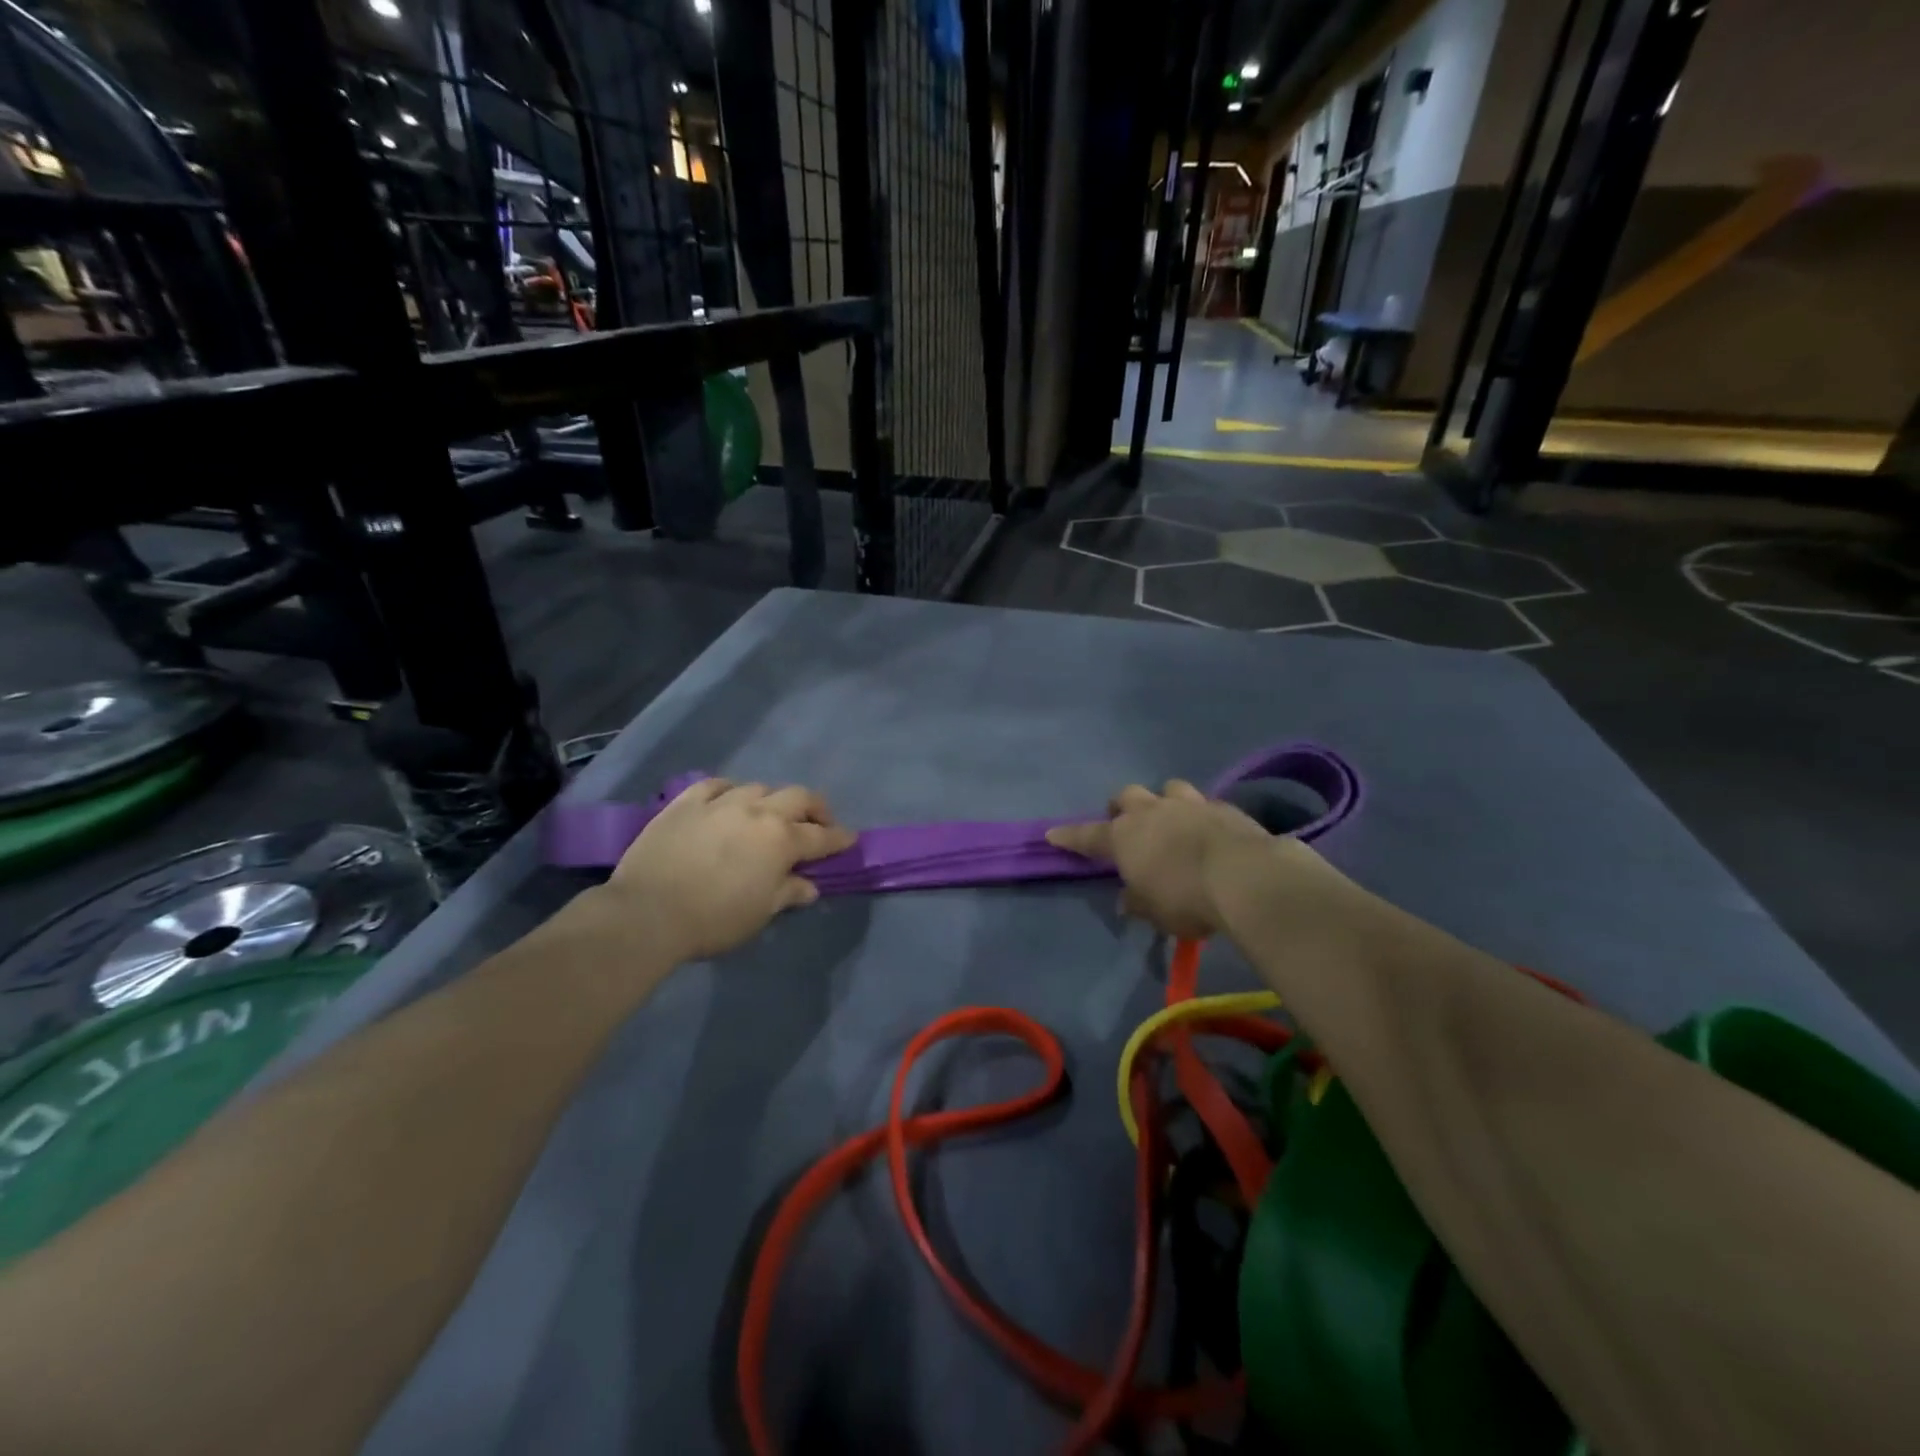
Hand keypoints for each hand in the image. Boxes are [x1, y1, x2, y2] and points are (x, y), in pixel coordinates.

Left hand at [607, 780, 856, 961]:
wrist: (648, 912)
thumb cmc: (714, 919)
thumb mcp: (760, 913)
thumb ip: (788, 893)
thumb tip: (809, 886)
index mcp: (782, 840)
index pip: (822, 836)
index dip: (840, 838)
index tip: (849, 839)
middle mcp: (758, 812)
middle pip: (798, 797)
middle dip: (815, 808)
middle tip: (818, 822)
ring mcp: (721, 802)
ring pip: (758, 787)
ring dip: (772, 800)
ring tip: (769, 814)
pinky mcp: (687, 802)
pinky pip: (716, 785)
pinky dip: (730, 791)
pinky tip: (728, 799)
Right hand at [1048, 780, 1330, 939]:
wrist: (1245, 876)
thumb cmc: (1186, 899)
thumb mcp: (1155, 912)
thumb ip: (1138, 902)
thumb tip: (1128, 898)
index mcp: (1125, 837)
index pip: (1087, 835)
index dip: (1070, 836)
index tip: (1053, 834)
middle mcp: (1152, 812)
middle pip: (1127, 796)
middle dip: (1122, 807)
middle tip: (1126, 823)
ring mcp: (1189, 804)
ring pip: (1168, 788)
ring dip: (1164, 801)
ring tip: (1171, 819)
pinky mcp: (1223, 807)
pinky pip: (1204, 804)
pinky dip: (1201, 816)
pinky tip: (1210, 832)